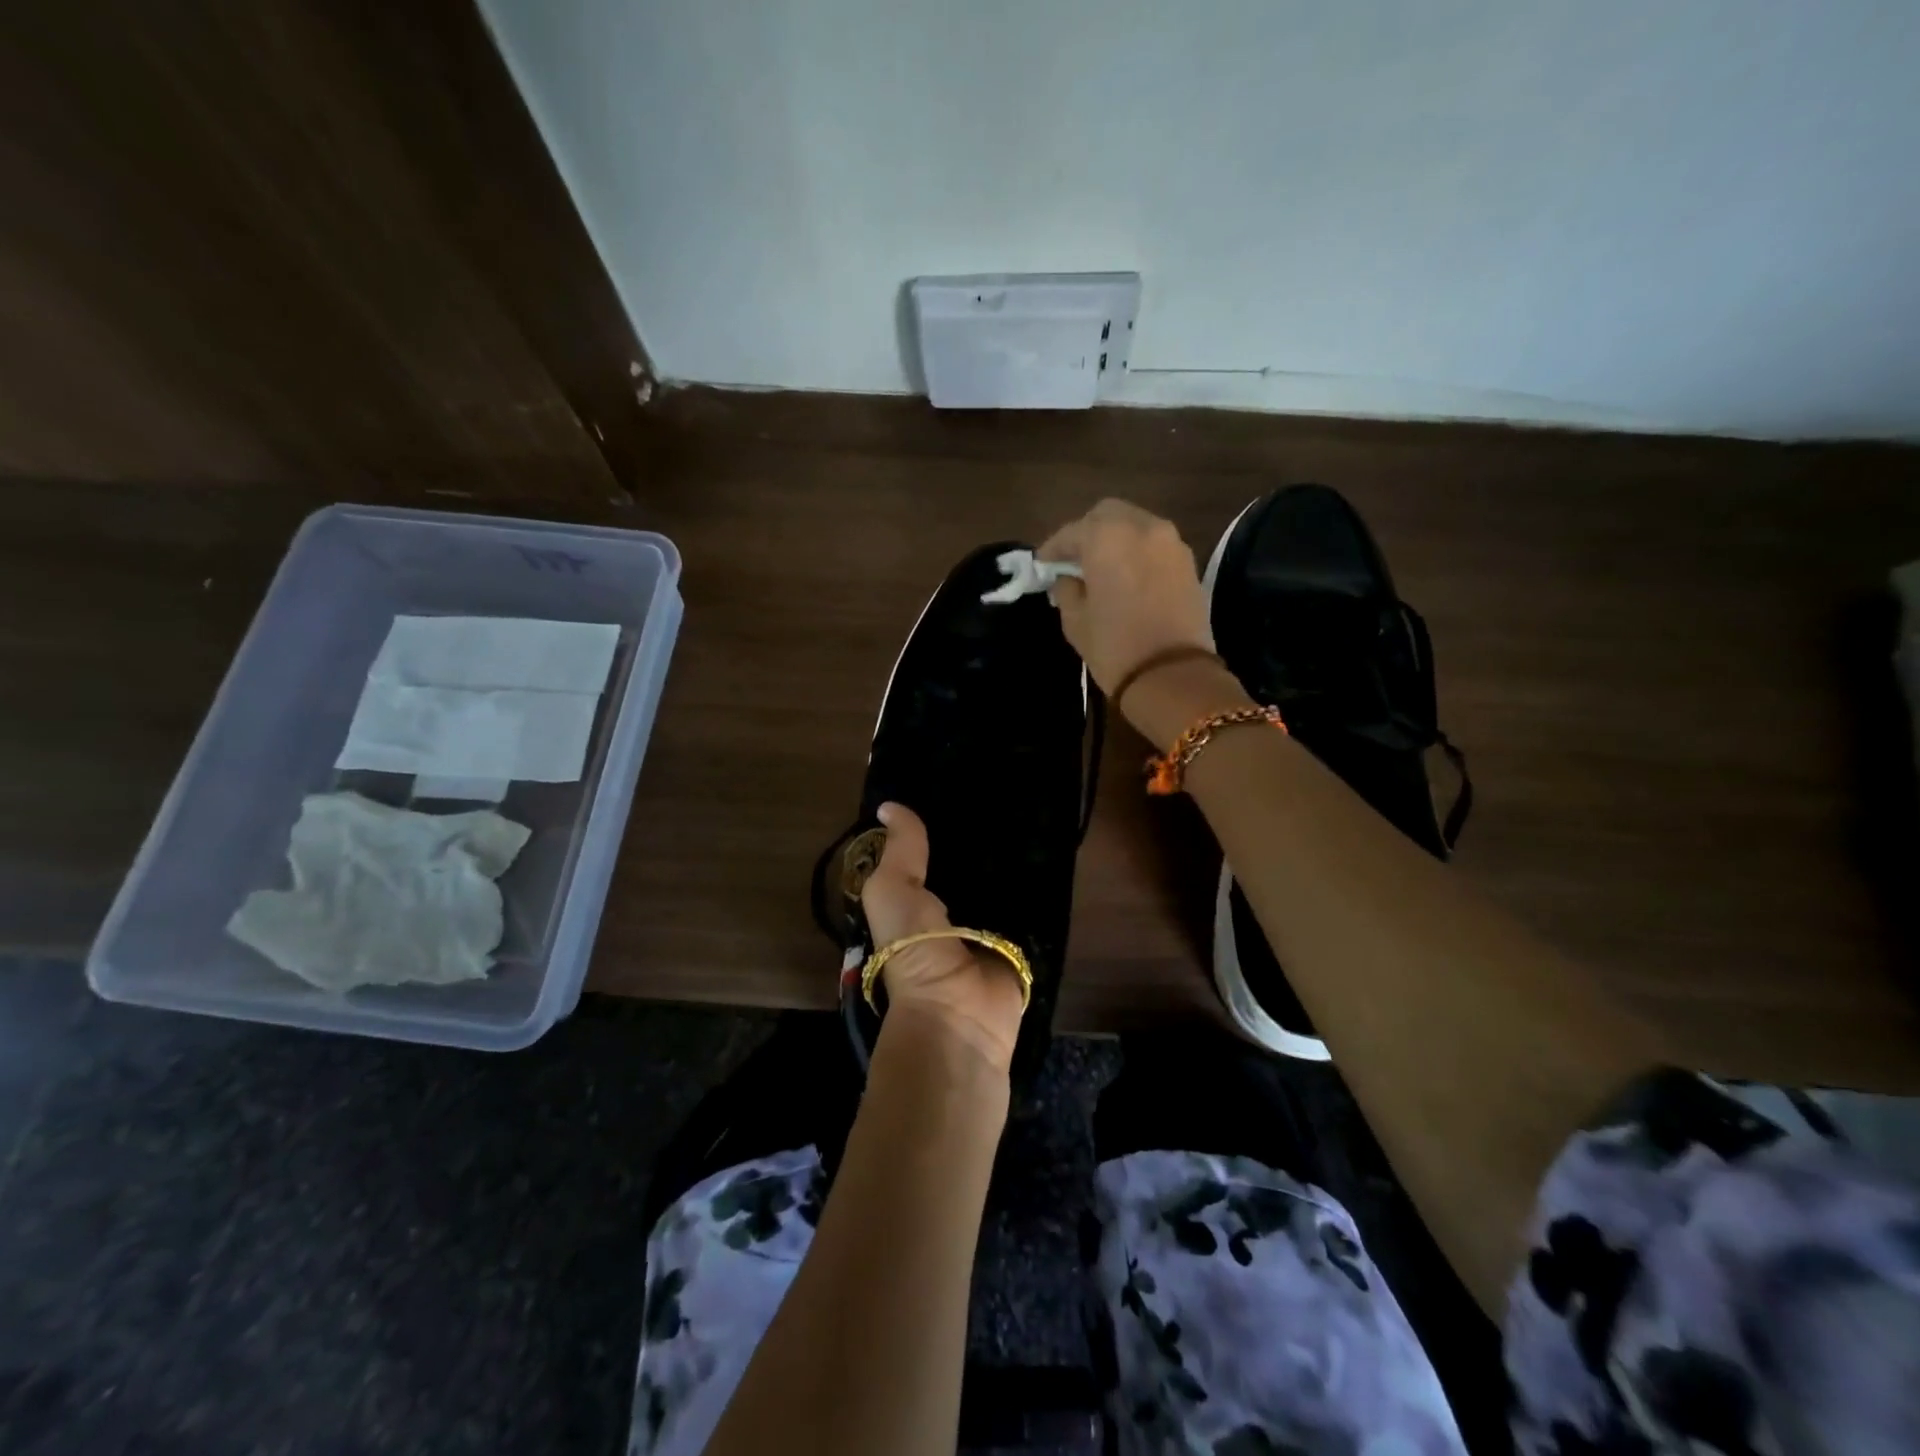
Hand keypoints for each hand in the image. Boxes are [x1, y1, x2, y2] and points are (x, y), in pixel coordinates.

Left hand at [859, 802, 1023, 1071]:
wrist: (957, 1011)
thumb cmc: (913, 947)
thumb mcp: (891, 891)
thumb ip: (899, 850)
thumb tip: (889, 804)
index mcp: (913, 901)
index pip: (927, 854)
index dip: (937, 824)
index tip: (958, 784)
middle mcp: (949, 910)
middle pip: (967, 865)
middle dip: (980, 836)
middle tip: (1002, 792)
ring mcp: (986, 926)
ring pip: (1000, 880)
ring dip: (1011, 856)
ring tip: (1030, 808)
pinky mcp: (1019, 939)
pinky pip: (1029, 902)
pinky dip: (1037, 881)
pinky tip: (1052, 846)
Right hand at [1038, 499, 1214, 699]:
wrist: (1173, 676)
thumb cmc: (1114, 647)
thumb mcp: (1075, 619)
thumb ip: (1066, 588)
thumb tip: (1067, 577)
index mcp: (1107, 537)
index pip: (1071, 532)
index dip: (1053, 548)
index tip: (1042, 565)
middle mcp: (1142, 527)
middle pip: (1107, 515)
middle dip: (1087, 533)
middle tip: (1073, 560)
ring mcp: (1171, 542)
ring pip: (1135, 526)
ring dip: (1115, 540)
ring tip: (1100, 568)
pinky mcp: (1188, 562)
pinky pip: (1155, 545)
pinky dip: (1137, 553)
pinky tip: (1126, 576)